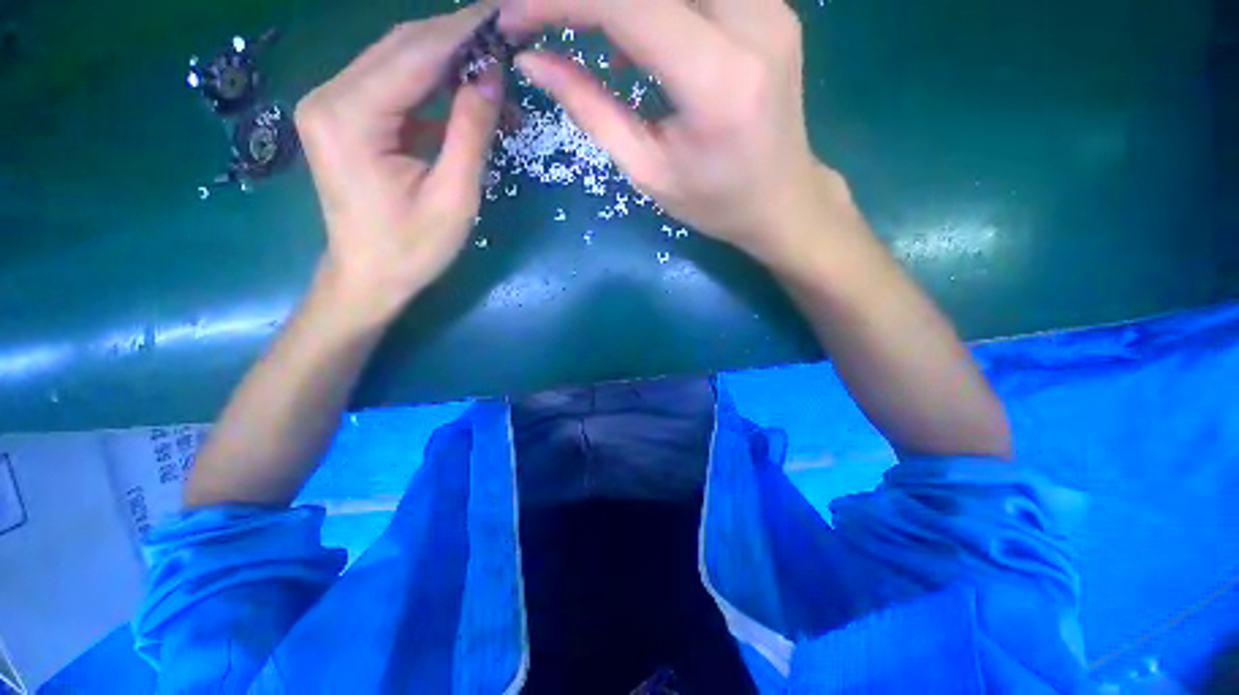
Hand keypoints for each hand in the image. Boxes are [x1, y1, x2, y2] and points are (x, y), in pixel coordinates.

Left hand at [296, 4, 503, 325]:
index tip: (506, 16)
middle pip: (400, 46)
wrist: (367, 277)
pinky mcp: (343, 117)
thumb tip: (492, 75)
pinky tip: (464, 92)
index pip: (414, 53)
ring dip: (446, 59)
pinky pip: (393, 86)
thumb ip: (470, 131)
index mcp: (350, 115)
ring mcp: (332, 104)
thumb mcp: (453, 197)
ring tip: (493, 64)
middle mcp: (330, 95)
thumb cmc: (412, 249)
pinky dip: (431, 84)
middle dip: (456, 37)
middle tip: (505, 35)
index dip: (464, 31)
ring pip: (396, 60)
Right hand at [500, 0, 851, 267]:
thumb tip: (534, 62)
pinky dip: (652, 2)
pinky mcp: (771, 4)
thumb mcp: (649, 172)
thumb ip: (592, 111)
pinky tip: (634, 32)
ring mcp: (770, 4)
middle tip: (546, 19)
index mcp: (718, 81)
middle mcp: (754, 21)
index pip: (629, 3)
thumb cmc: (716, 202)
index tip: (516, 18)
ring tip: (587, 28)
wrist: (783, 199)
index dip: (562, 0)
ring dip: (621, 1)